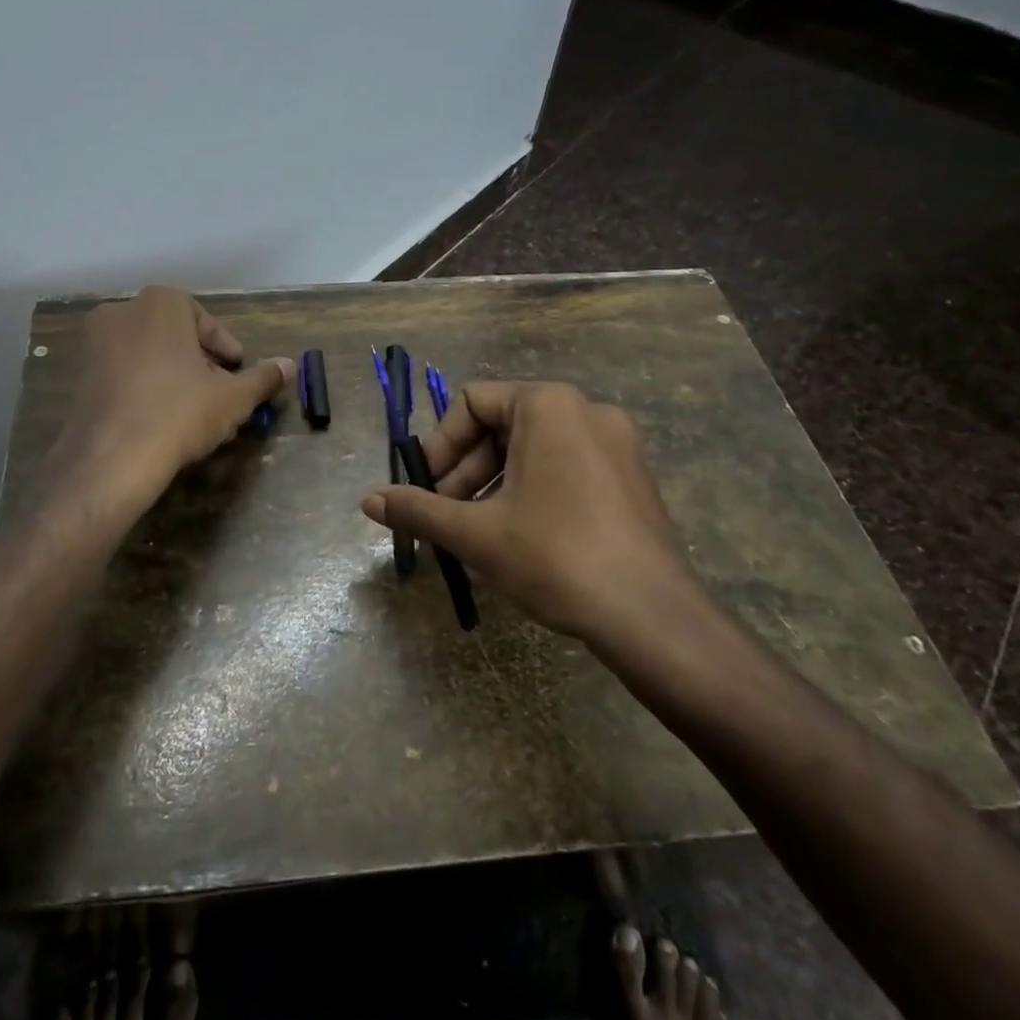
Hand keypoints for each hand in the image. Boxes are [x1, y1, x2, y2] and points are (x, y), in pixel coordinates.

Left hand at [48, 287, 293, 514]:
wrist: (110, 460)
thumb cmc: (179, 414)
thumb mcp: (233, 398)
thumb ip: (263, 378)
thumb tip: (290, 365)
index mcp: (161, 304)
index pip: (205, 320)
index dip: (226, 349)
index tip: (237, 373)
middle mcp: (122, 311)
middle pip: (175, 335)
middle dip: (200, 363)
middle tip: (219, 394)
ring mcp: (94, 343)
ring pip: (148, 354)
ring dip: (173, 376)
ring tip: (194, 411)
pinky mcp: (78, 375)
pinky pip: (123, 374)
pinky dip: (144, 389)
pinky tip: (160, 421)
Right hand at [359, 382, 703, 647]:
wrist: (652, 617)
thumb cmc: (555, 556)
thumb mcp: (475, 532)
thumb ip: (418, 509)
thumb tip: (368, 501)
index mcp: (549, 405)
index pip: (473, 402)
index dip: (440, 444)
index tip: (426, 487)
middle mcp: (587, 411)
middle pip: (503, 425)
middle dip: (465, 471)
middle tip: (445, 516)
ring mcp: (616, 444)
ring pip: (533, 451)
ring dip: (493, 487)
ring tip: (474, 537)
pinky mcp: (632, 478)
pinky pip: (564, 470)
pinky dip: (530, 494)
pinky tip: (514, 543)